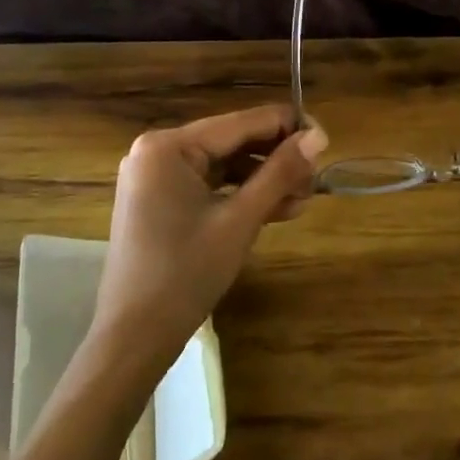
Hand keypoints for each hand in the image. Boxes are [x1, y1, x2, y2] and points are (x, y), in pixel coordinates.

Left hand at [95, 105, 327, 369]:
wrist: (134, 336)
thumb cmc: (186, 273)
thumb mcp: (240, 220)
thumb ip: (279, 173)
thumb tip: (318, 136)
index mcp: (168, 146)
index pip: (241, 123)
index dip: (287, 127)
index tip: (326, 139)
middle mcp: (157, 151)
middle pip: (232, 143)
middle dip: (276, 159)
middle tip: (316, 179)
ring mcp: (155, 177)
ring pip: (223, 166)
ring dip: (263, 180)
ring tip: (303, 198)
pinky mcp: (159, 201)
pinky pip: (208, 186)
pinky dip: (240, 195)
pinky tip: (277, 209)